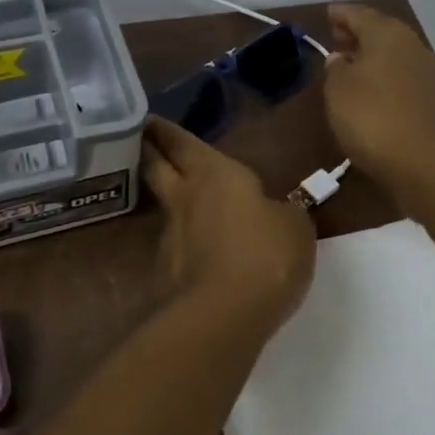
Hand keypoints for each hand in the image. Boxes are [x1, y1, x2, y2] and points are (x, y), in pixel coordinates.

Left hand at [140, 116, 315, 332]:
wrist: (223, 314)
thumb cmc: (265, 254)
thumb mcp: (294, 227)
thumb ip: (282, 212)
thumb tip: (274, 211)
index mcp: (214, 173)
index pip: (182, 142)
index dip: (165, 131)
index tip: (148, 120)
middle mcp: (184, 196)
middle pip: (155, 166)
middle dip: (148, 150)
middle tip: (141, 141)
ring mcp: (170, 234)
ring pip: (162, 205)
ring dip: (165, 197)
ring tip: (176, 195)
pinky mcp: (166, 271)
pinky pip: (173, 244)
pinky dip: (180, 239)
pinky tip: (194, 247)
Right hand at [323, 3, 434, 195]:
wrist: (426, 163)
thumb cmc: (372, 117)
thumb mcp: (338, 89)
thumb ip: (335, 68)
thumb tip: (341, 59)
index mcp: (386, 34)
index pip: (359, 14)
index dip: (341, 14)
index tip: (327, 13)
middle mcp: (410, 46)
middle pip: (380, 31)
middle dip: (357, 32)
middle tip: (336, 36)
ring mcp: (425, 74)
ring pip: (392, 54)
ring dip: (370, 56)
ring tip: (347, 65)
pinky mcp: (430, 100)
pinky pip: (399, 76)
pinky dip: (382, 76)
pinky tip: (368, 90)